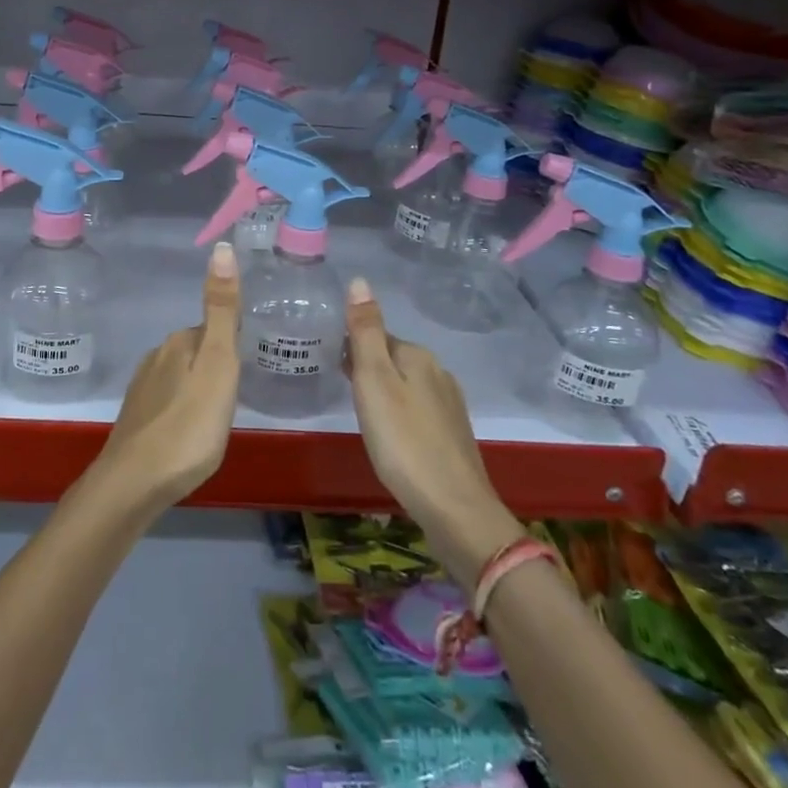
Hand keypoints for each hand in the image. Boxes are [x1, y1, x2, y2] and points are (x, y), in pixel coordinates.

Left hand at [90, 242, 241, 516]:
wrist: (134, 484)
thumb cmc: (188, 425)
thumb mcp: (218, 365)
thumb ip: (222, 310)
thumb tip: (222, 246)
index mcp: (179, 342)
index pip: (214, 330)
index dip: (232, 347)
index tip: (247, 369)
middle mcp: (156, 357)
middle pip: (197, 352)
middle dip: (216, 368)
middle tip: (236, 398)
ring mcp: (142, 389)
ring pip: (181, 378)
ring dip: (198, 390)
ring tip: (216, 419)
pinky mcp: (136, 421)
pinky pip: (168, 404)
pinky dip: (182, 412)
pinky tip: (189, 435)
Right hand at [345, 277, 522, 588]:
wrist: (454, 507)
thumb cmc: (403, 441)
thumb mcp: (374, 381)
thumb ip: (365, 332)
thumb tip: (360, 280)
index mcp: (417, 356)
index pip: (377, 336)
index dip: (352, 348)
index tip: (332, 366)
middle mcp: (438, 372)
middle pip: (393, 359)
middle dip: (369, 369)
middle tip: (344, 392)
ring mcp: (450, 404)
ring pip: (407, 386)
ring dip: (385, 393)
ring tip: (364, 417)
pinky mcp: (454, 434)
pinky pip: (418, 410)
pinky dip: (401, 415)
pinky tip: (393, 439)